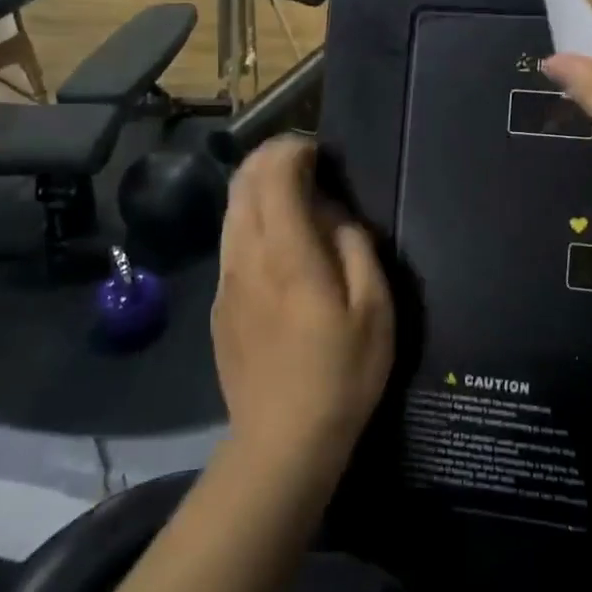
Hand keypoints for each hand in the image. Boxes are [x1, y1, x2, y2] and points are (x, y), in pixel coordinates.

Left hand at [212, 138, 394, 478]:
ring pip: (230, 210)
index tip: (319, 152)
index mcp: (286, 252)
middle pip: (243, 183)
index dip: (293, 150)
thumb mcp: (373, 308)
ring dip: (257, 187)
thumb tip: (335, 214)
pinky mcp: (218, 304)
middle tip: (306, 163)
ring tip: (292, 195)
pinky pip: (230, 241)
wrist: (282, 441)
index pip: (274, 174)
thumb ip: (355, 247)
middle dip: (270, 158)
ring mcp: (225, 280)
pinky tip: (277, 242)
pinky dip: (250, 220)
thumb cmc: (342, 373)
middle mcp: (246, 255)